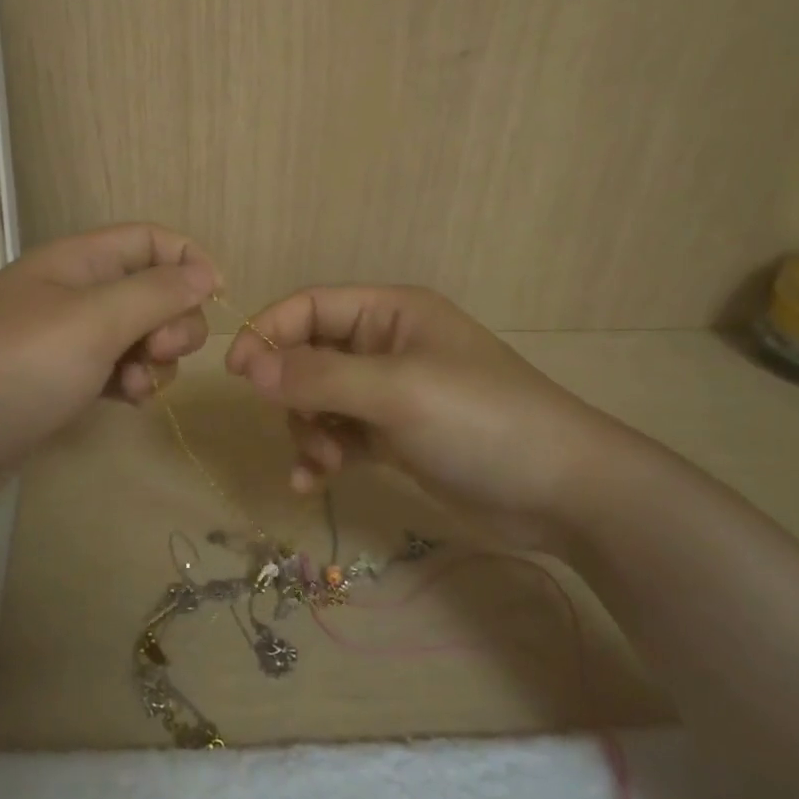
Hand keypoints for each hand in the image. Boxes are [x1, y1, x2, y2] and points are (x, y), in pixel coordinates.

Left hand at [0, 224, 217, 509]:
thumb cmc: (17, 367)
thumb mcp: (93, 322)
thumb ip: (155, 293)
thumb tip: (206, 272)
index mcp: (77, 261)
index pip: (150, 239)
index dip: (188, 261)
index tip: (215, 299)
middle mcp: (74, 292)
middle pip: (151, 289)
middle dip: (172, 321)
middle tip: (161, 353)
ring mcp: (66, 339)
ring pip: (138, 335)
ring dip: (153, 359)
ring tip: (135, 387)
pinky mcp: (61, 381)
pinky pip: (116, 370)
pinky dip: (130, 383)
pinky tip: (126, 403)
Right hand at [222, 285, 643, 528]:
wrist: (563, 492)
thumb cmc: (480, 421)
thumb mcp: (395, 391)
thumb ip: (317, 376)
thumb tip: (246, 365)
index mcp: (390, 313)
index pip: (310, 306)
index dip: (268, 332)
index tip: (236, 373)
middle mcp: (386, 345)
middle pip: (309, 356)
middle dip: (293, 395)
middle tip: (302, 432)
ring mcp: (391, 393)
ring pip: (319, 401)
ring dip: (308, 430)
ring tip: (323, 464)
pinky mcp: (396, 436)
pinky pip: (340, 435)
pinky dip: (323, 454)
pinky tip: (315, 483)